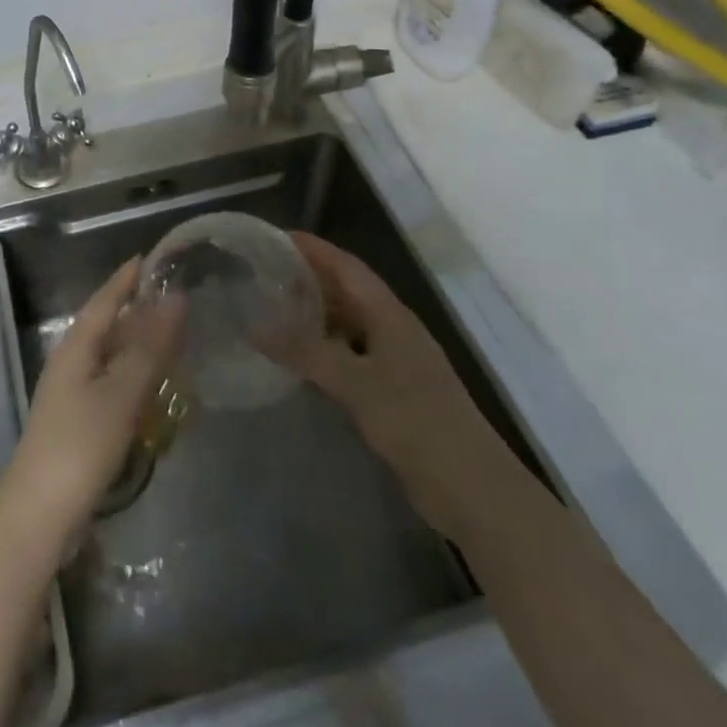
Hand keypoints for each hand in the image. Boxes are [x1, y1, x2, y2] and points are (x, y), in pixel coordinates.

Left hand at [0, 259, 183, 556]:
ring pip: (109, 356)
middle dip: (136, 310)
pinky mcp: (78, 424)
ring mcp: (71, 395)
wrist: (38, 516)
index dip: (127, 278)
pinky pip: (110, 384)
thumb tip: (175, 298)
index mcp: (75, 347)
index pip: (104, 299)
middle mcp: (70, 363)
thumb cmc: (79, 446)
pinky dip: (133, 376)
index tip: (151, 259)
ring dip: (137, 344)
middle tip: (174, 298)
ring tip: (172, 337)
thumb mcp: (121, 393)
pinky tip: (153, 389)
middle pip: (106, 325)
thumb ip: (149, 347)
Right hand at [277, 232, 517, 539]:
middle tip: (267, 275)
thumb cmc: (415, 421)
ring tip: (276, 313)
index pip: (347, 266)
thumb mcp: (354, 383)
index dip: (314, 249)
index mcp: (389, 314)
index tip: (277, 238)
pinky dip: (326, 350)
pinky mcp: (395, 392)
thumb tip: (254, 327)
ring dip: (317, 316)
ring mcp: (397, 362)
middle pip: (349, 291)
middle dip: (311, 279)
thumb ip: (304, 352)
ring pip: (350, 325)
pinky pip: (352, 355)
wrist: (472, 488)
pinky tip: (302, 361)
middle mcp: (394, 329)